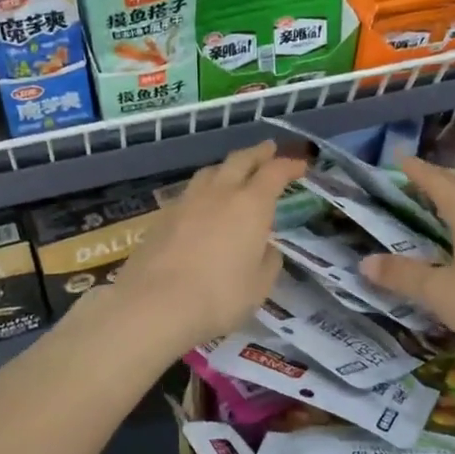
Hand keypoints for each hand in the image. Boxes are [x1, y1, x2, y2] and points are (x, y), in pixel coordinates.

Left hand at [106, 140, 305, 354]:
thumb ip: (268, 262)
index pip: (274, 173)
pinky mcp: (162, 217)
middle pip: (240, 161)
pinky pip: (189, 193)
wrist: (154, 304)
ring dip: (227, 168)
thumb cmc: (219, 297)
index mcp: (251, 205)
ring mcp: (187, 202)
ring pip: (210, 172)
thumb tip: (266, 248)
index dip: (289, 166)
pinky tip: (202, 205)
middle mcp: (219, 194)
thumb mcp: (259, 287)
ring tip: (233, 173)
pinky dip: (204, 190)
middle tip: (269, 149)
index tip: (300, 165)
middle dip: (258, 153)